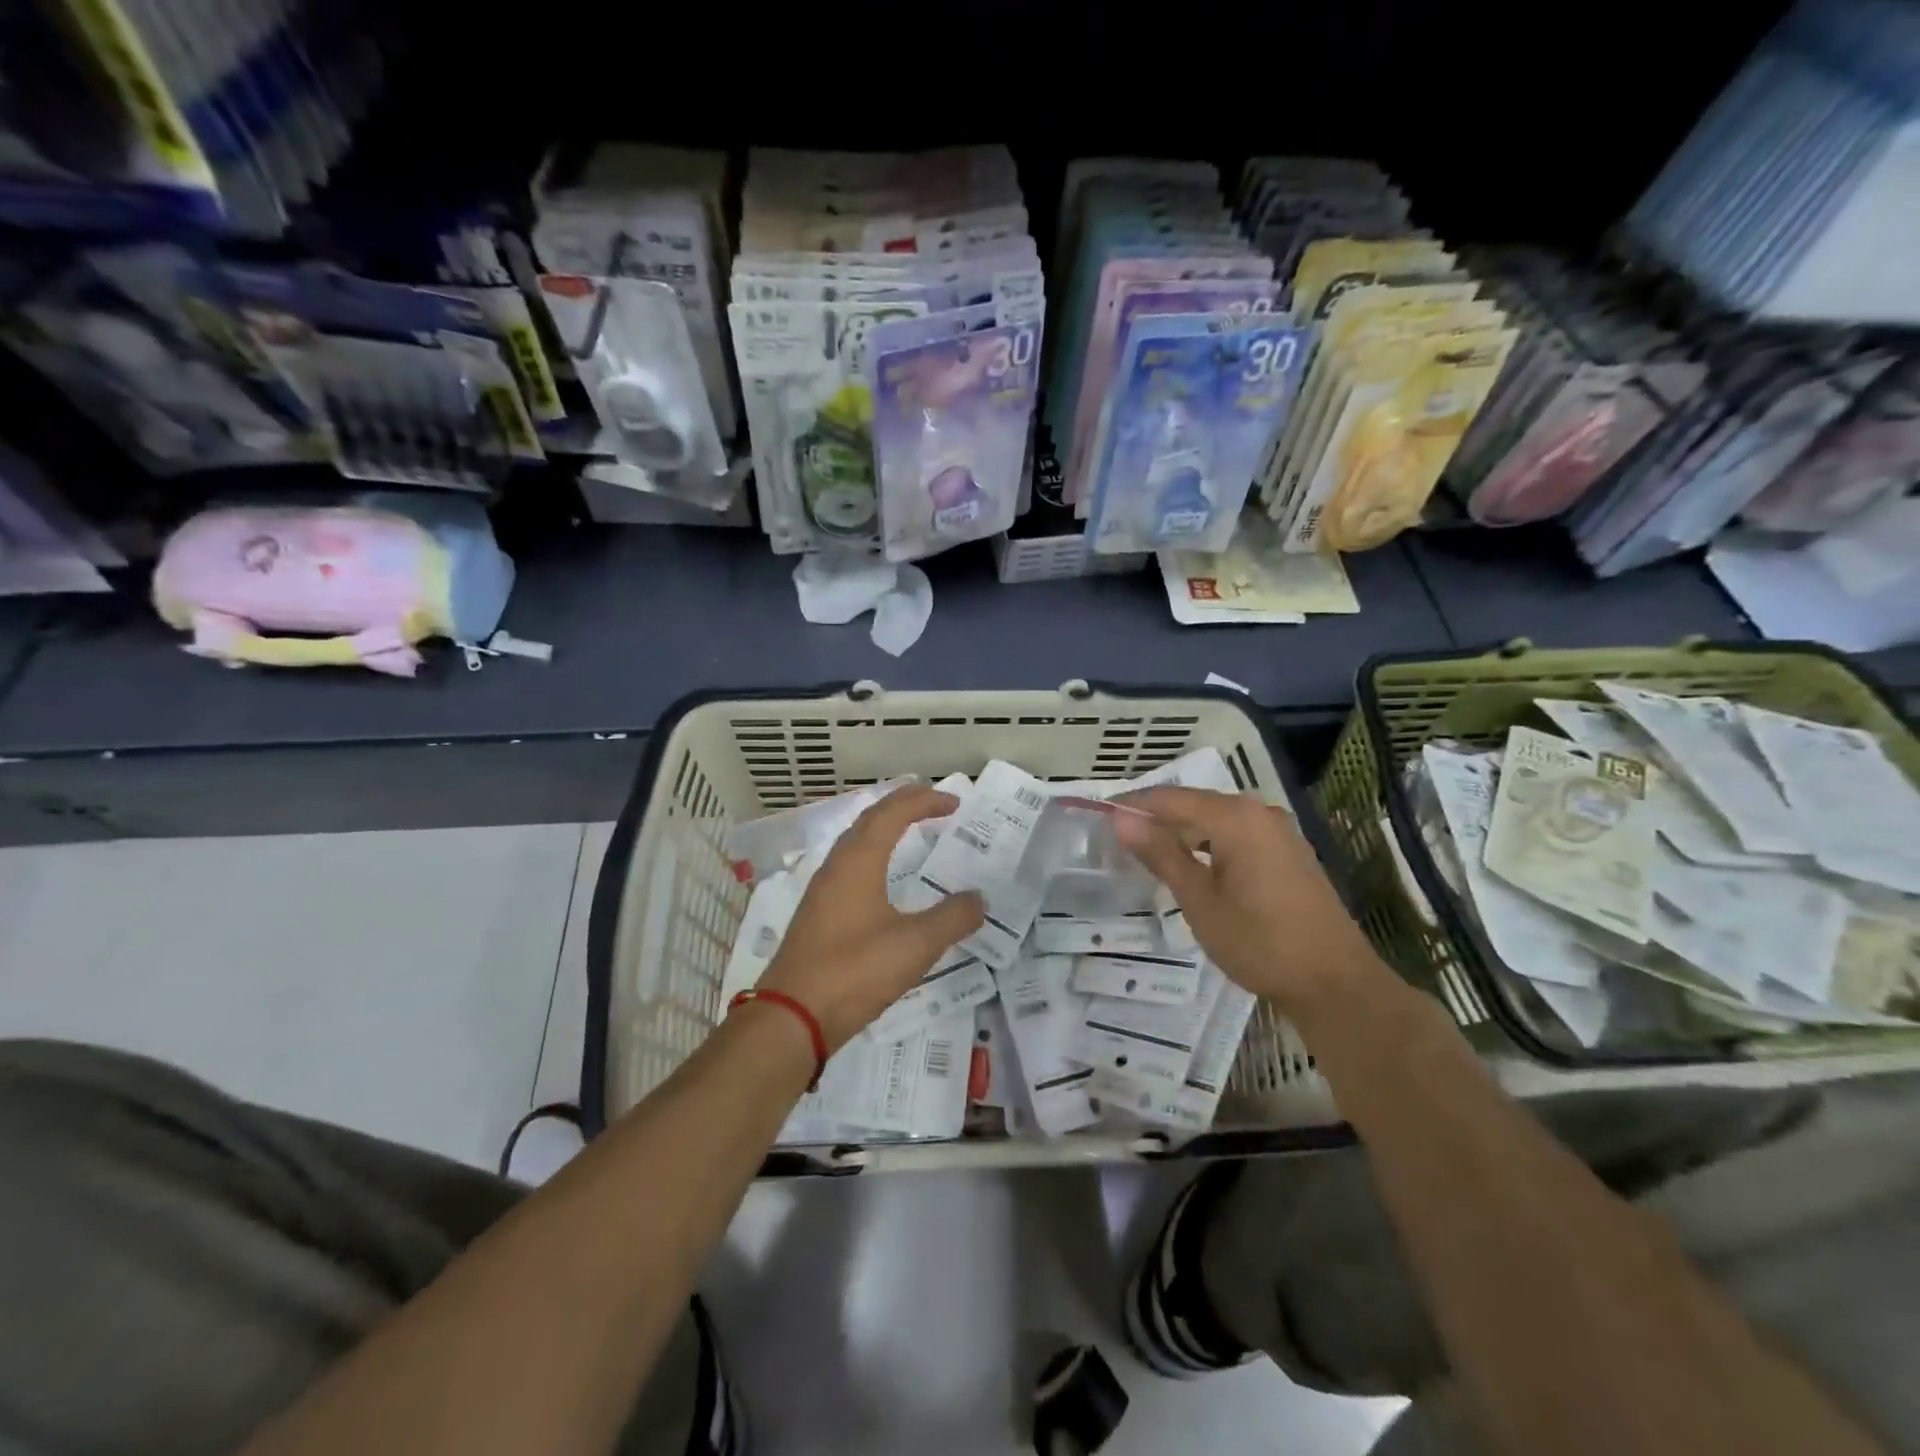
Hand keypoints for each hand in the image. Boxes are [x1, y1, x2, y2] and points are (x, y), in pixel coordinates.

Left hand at [758, 784, 984, 1051]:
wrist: (792, 1017)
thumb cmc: (855, 972)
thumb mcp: (915, 945)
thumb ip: (952, 918)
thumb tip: (979, 899)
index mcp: (858, 861)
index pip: (892, 813)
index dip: (924, 802)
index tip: (955, 803)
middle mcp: (837, 866)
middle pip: (870, 819)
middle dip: (903, 806)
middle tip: (935, 804)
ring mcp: (822, 891)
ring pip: (856, 843)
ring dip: (884, 829)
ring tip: (911, 832)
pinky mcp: (817, 914)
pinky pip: (849, 866)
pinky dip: (873, 855)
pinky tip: (883, 880)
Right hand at [1113, 787, 1379, 1015]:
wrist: (1334, 982)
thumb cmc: (1259, 941)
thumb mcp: (1199, 900)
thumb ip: (1161, 854)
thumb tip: (1121, 819)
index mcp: (1235, 817)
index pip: (1170, 798)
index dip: (1132, 805)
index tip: (1099, 817)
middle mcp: (1258, 812)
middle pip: (1194, 804)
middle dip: (1155, 819)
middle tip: (1117, 839)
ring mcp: (1278, 832)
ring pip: (1215, 820)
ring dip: (1181, 832)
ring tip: (1146, 853)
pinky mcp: (1287, 853)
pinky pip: (1236, 835)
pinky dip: (1207, 844)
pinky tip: (1191, 866)